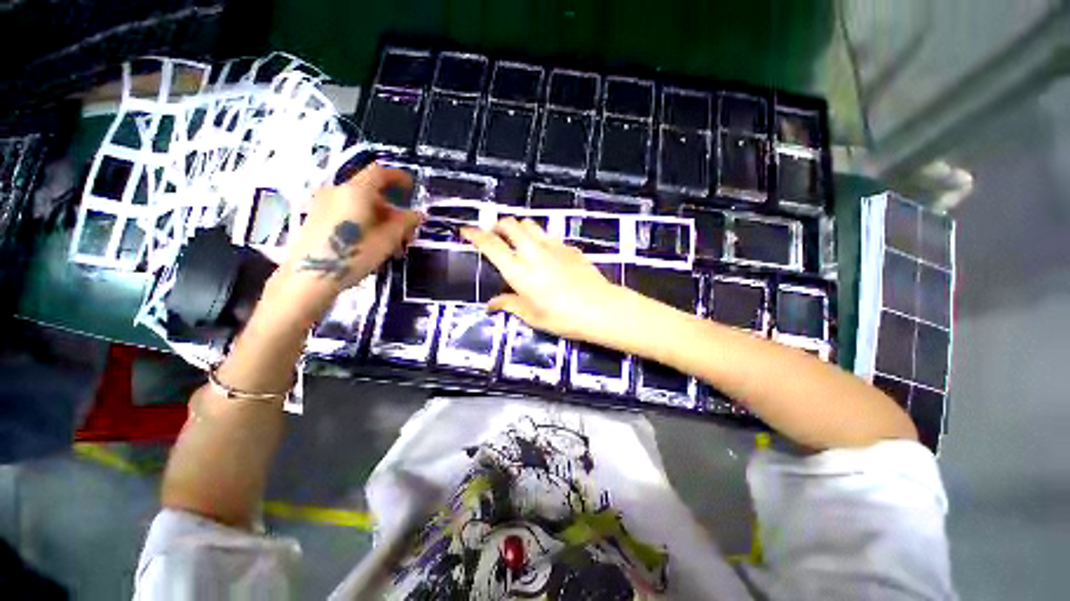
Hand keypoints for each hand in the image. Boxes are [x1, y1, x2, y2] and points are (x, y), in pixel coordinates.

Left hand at [271, 165, 418, 319]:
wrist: (309, 277)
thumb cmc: (353, 255)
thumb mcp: (387, 239)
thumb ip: (404, 223)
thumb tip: (417, 214)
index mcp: (355, 191)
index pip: (379, 173)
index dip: (398, 177)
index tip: (411, 188)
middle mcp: (337, 191)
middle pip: (370, 191)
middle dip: (392, 207)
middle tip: (406, 227)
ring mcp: (324, 204)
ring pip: (359, 203)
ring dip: (379, 217)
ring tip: (392, 240)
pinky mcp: (317, 218)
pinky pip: (347, 212)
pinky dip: (364, 220)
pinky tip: (372, 242)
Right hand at [461, 218, 622, 339]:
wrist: (600, 309)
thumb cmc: (562, 317)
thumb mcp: (531, 316)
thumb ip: (509, 305)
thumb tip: (491, 305)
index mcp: (518, 270)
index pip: (491, 244)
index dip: (475, 234)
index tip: (466, 230)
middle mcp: (533, 252)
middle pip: (510, 224)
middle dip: (498, 226)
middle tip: (495, 237)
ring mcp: (553, 246)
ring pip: (530, 224)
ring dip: (519, 228)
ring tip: (518, 241)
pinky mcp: (569, 247)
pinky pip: (549, 235)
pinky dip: (540, 238)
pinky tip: (545, 254)